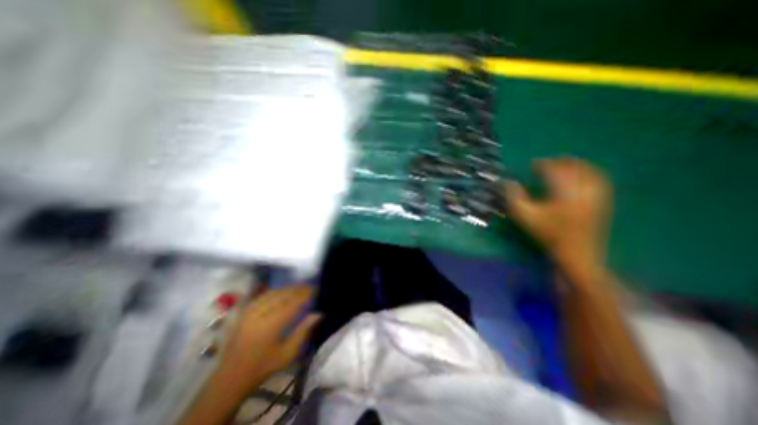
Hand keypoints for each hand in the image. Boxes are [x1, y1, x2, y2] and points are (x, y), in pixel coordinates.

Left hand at [213, 286, 319, 395]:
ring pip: (273, 292)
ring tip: (299, 288)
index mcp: (271, 325)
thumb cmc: (263, 367)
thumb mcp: (288, 354)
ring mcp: (250, 311)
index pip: (293, 303)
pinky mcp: (244, 312)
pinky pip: (263, 295)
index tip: (316, 289)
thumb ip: (303, 331)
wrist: (230, 378)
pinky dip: (275, 291)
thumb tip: (318, 314)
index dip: (306, 294)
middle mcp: (260, 314)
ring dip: (288, 289)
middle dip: (298, 289)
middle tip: (310, 287)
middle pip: (283, 294)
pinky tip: (282, 292)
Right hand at [505, 158, 611, 270]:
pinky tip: (586, 174)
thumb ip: (514, 197)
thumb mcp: (525, 216)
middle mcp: (583, 189)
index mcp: (564, 191)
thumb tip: (508, 182)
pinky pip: (600, 180)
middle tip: (549, 161)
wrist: (577, 253)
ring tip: (566, 162)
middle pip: (573, 168)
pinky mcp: (603, 202)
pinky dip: (592, 173)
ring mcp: (596, 195)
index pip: (554, 170)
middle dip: (561, 162)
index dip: (543, 164)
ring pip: (589, 172)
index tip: (534, 163)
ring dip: (577, 164)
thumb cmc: (549, 234)